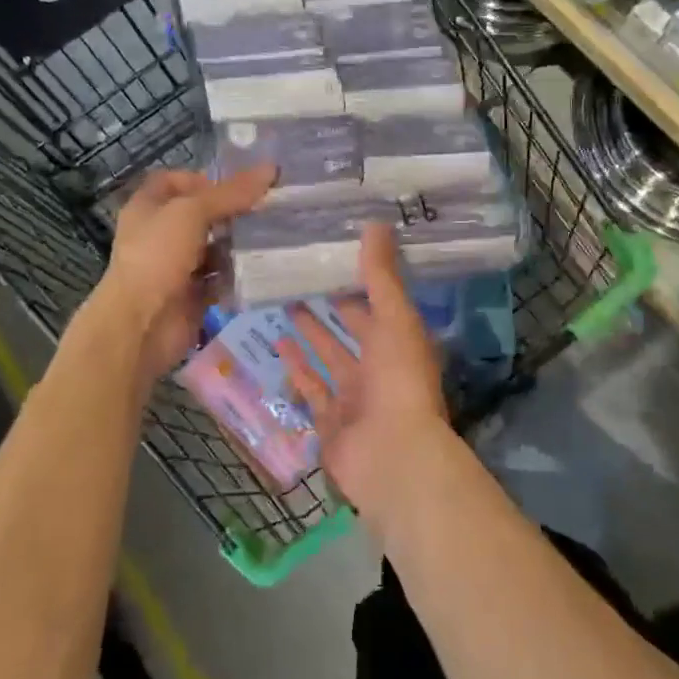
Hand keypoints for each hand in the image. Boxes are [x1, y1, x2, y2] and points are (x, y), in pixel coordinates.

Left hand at [100, 164, 274, 380]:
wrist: (141, 325)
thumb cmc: (157, 256)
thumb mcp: (192, 212)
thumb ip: (231, 193)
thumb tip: (271, 169)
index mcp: (149, 207)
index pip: (175, 181)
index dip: (203, 179)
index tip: (237, 187)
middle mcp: (161, 235)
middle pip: (201, 215)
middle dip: (232, 213)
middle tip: (268, 210)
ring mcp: (176, 267)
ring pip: (214, 249)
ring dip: (239, 245)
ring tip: (274, 237)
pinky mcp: (193, 295)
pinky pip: (220, 280)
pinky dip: (238, 276)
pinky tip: (263, 269)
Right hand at [279, 224, 453, 520]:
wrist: (391, 456)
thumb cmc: (399, 380)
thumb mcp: (395, 318)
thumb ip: (381, 275)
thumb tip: (376, 223)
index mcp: (401, 342)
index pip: (378, 303)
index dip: (359, 281)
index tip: (334, 256)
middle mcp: (379, 367)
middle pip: (352, 330)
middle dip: (330, 306)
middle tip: (300, 277)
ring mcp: (354, 397)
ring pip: (328, 358)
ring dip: (310, 334)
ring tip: (284, 304)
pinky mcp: (329, 421)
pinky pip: (311, 389)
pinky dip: (296, 369)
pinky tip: (277, 346)